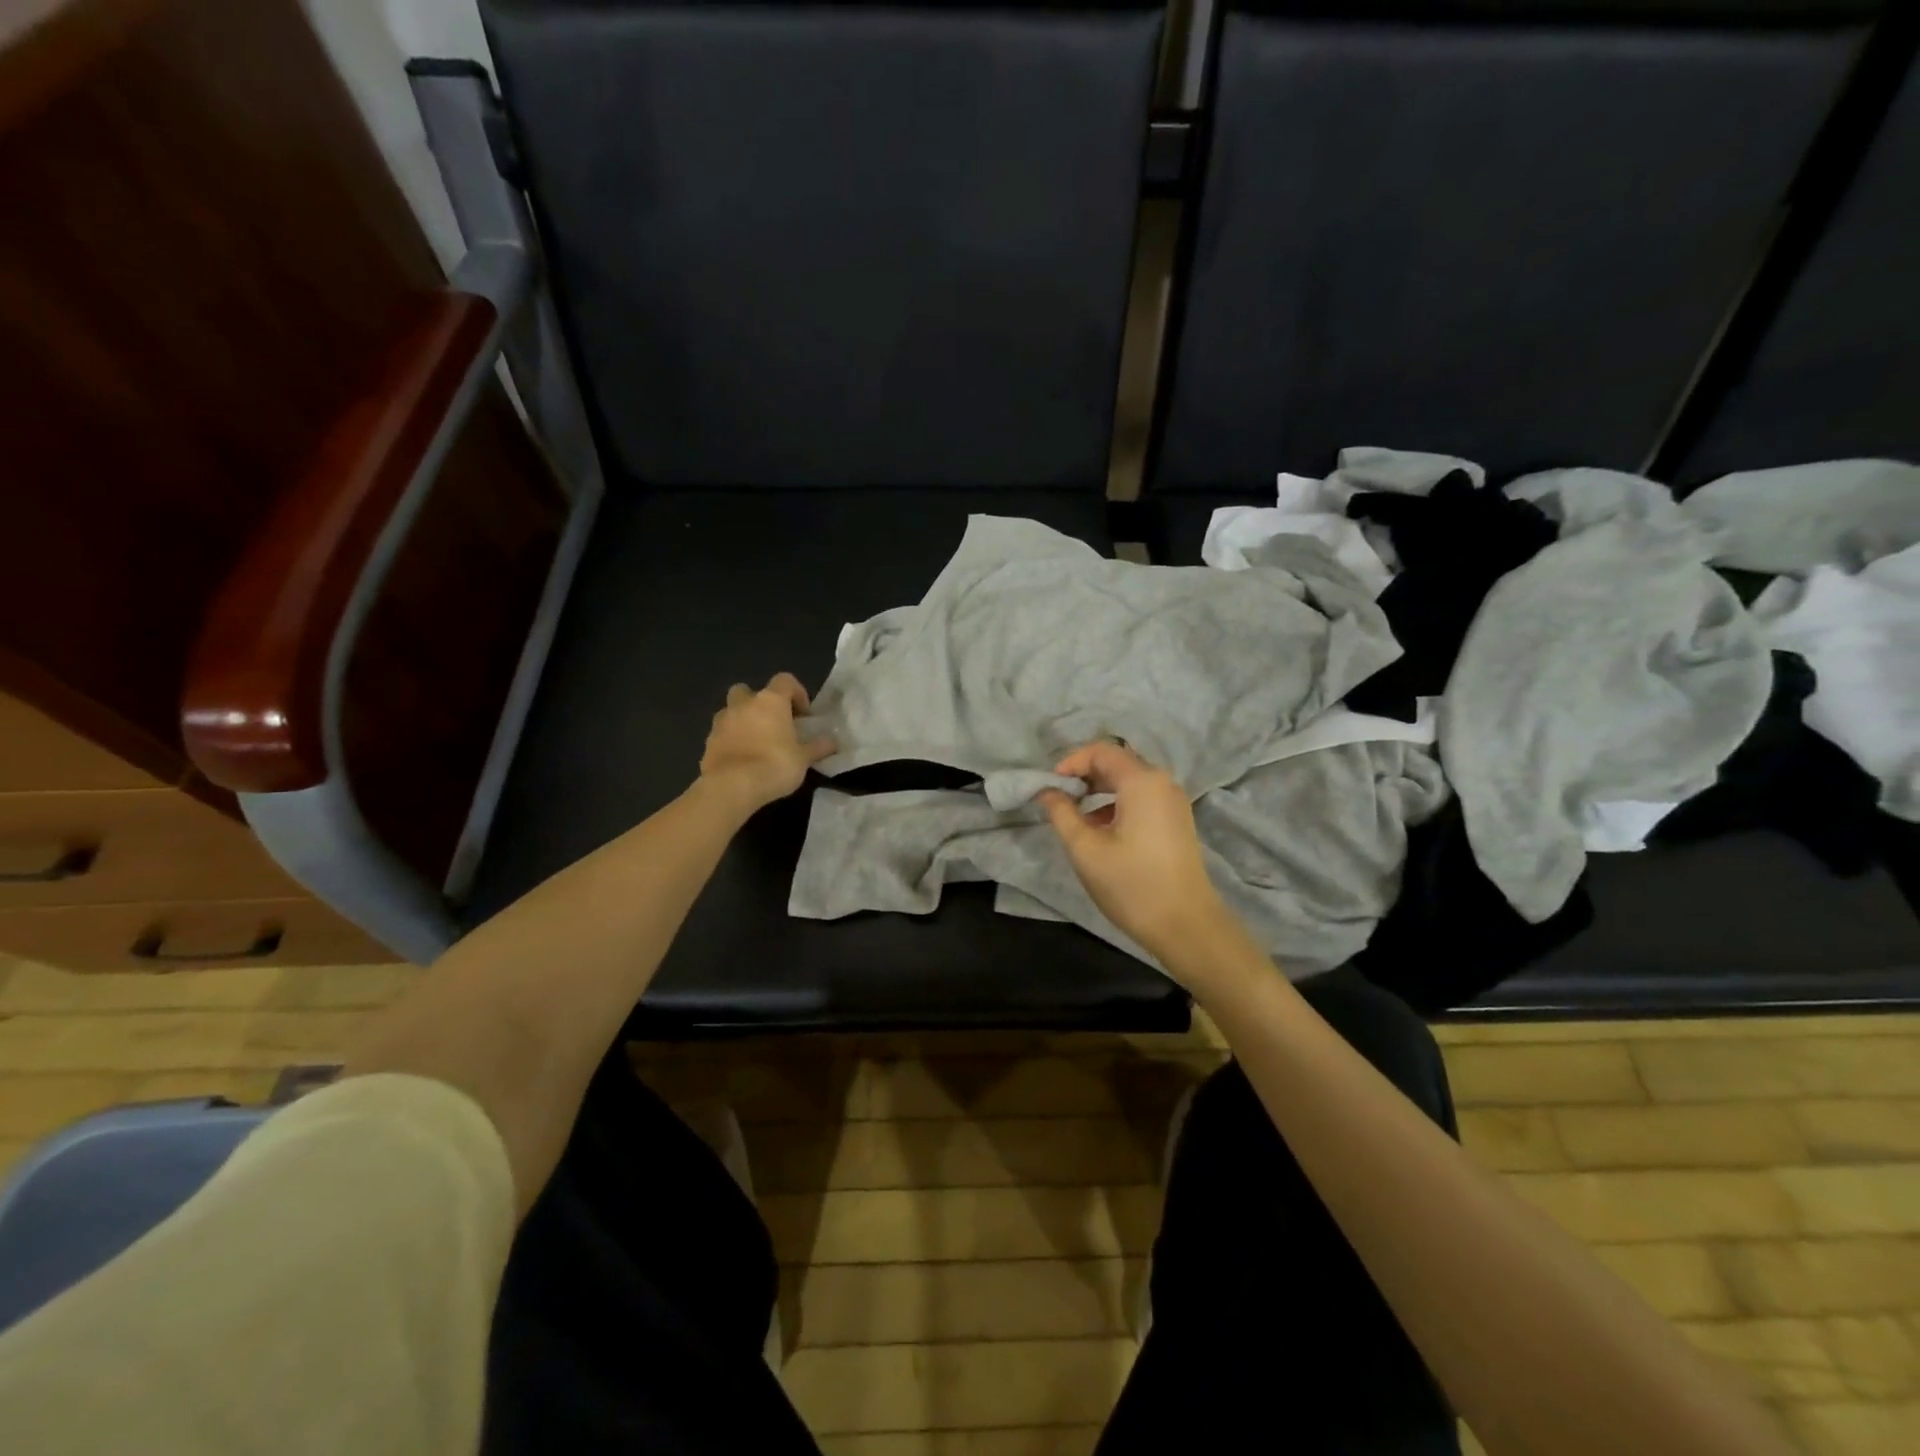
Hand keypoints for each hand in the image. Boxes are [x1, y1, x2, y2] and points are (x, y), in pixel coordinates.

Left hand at [700, 673, 834, 815]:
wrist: (732, 786)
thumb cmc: (775, 765)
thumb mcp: (804, 758)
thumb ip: (817, 747)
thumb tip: (832, 742)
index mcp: (770, 701)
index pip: (785, 681)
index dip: (796, 693)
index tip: (804, 714)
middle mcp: (743, 704)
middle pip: (749, 691)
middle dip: (760, 703)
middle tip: (773, 724)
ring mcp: (721, 722)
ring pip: (731, 711)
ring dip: (743, 721)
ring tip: (757, 744)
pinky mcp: (708, 742)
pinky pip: (722, 735)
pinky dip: (731, 742)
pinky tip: (742, 761)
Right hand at [1037, 741, 1232, 965]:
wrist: (1186, 925)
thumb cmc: (1132, 884)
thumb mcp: (1085, 850)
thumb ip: (1062, 814)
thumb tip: (1047, 792)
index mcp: (1142, 781)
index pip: (1101, 751)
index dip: (1071, 761)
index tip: (1050, 786)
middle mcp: (1162, 782)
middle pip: (1117, 762)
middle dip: (1084, 775)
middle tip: (1059, 798)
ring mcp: (1173, 802)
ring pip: (1130, 781)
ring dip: (1100, 790)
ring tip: (1076, 816)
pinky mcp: (1177, 820)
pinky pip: (1142, 797)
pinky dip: (1117, 803)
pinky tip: (1101, 830)